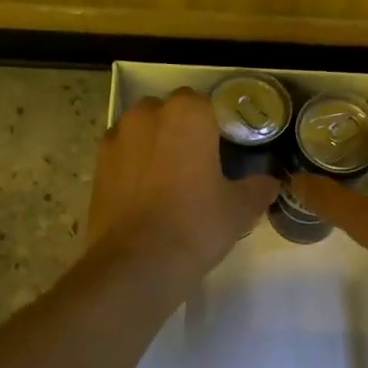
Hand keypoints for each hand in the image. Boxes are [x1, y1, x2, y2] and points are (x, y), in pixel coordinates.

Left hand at [86, 88, 279, 286]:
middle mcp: (147, 115)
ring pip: (141, 132)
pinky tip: (144, 196)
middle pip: (168, 112)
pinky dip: (132, 167)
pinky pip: (121, 155)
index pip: (204, 104)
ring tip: (168, 182)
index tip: (221, 151)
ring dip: (153, 146)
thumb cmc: (196, 225)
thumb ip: (258, 188)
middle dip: (180, 131)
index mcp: (187, 114)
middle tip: (197, 166)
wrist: (136, 263)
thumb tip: (270, 183)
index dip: (213, 126)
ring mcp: (116, 138)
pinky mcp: (97, 165)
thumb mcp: (239, 209)